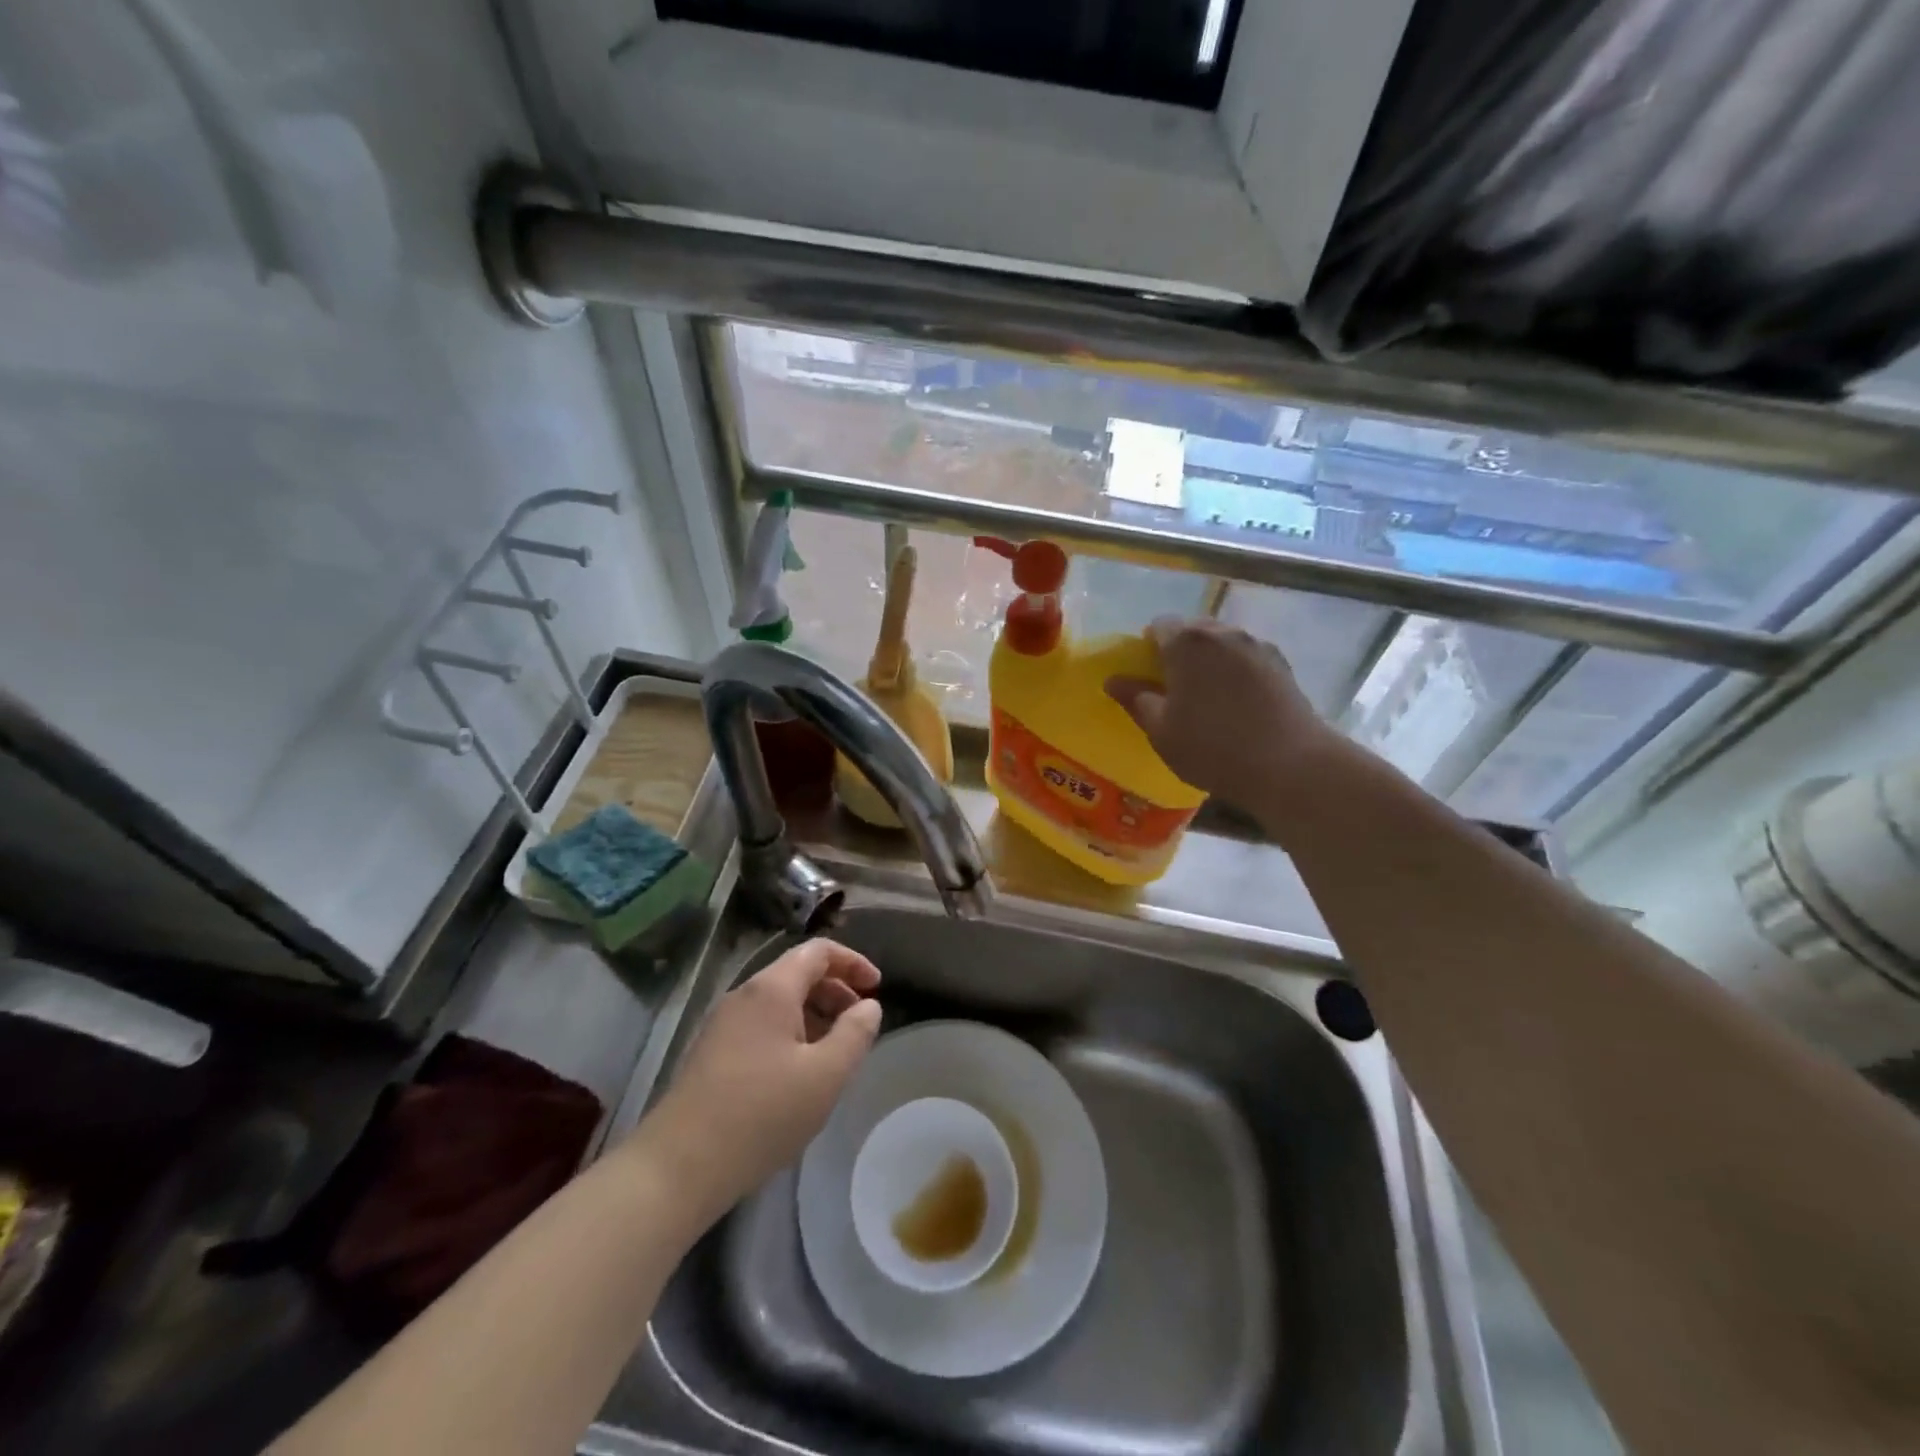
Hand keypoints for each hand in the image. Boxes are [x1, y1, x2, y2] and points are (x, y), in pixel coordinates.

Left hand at [641, 939, 881, 1215]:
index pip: (818, 951)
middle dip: (836, 991)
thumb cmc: (761, 1114)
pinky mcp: (712, 1054)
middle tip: (860, 1024)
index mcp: (771, 988)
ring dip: (815, 1016)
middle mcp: (744, 995)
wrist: (678, 1167)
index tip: (877, 988)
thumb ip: (855, 1034)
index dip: (852, 962)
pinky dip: (792, 1034)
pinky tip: (800, 1075)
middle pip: (798, 974)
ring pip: (779, 1003)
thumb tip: (869, 1007)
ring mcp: (723, 1025)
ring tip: (836, 1053)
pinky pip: (762, 1027)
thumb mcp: (825, 1075)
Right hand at [1105, 617, 1350, 825]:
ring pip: (1222, 642)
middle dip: (1180, 651)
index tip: (1148, 676)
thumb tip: (1113, 680)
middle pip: (1192, 629)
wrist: (1290, 764)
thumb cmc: (1213, 747)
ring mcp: (1256, 645)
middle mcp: (1222, 632)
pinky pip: (1246, 658)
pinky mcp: (1281, 664)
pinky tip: (1238, 703)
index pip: (1159, 625)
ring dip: (1210, 660)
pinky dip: (1235, 671)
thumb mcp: (1161, 730)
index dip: (1149, 647)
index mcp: (1186, 642)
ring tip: (1208, 697)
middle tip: (1175, 689)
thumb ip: (1136, 700)